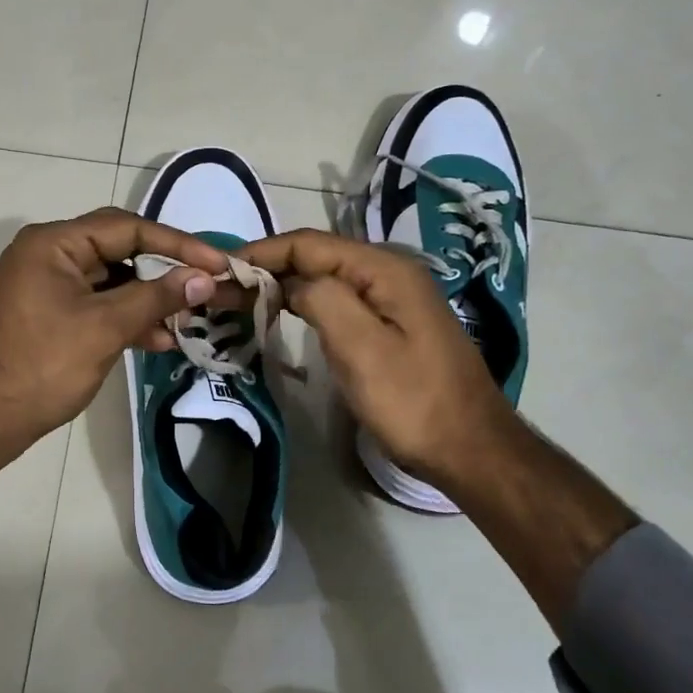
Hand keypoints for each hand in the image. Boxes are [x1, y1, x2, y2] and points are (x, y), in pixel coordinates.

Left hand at [0, 208, 228, 453]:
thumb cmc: (43, 366)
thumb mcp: (105, 328)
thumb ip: (157, 298)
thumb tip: (204, 278)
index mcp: (54, 243)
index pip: (127, 227)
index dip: (177, 244)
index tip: (218, 262)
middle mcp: (48, 253)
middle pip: (120, 248)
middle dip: (164, 269)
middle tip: (205, 285)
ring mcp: (47, 283)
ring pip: (112, 278)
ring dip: (148, 298)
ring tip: (187, 319)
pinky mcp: (50, 311)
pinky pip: (97, 302)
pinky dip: (126, 316)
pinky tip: (158, 338)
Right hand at [236, 228, 514, 494]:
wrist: (470, 449)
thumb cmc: (412, 401)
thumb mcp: (361, 348)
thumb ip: (321, 298)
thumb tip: (291, 282)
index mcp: (384, 269)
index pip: (309, 243)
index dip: (262, 251)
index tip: (221, 268)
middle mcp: (389, 272)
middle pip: (317, 255)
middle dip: (269, 266)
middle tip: (225, 287)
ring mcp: (393, 297)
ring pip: (326, 277)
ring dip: (285, 283)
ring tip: (244, 298)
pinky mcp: (392, 322)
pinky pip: (340, 298)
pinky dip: (306, 301)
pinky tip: (285, 313)